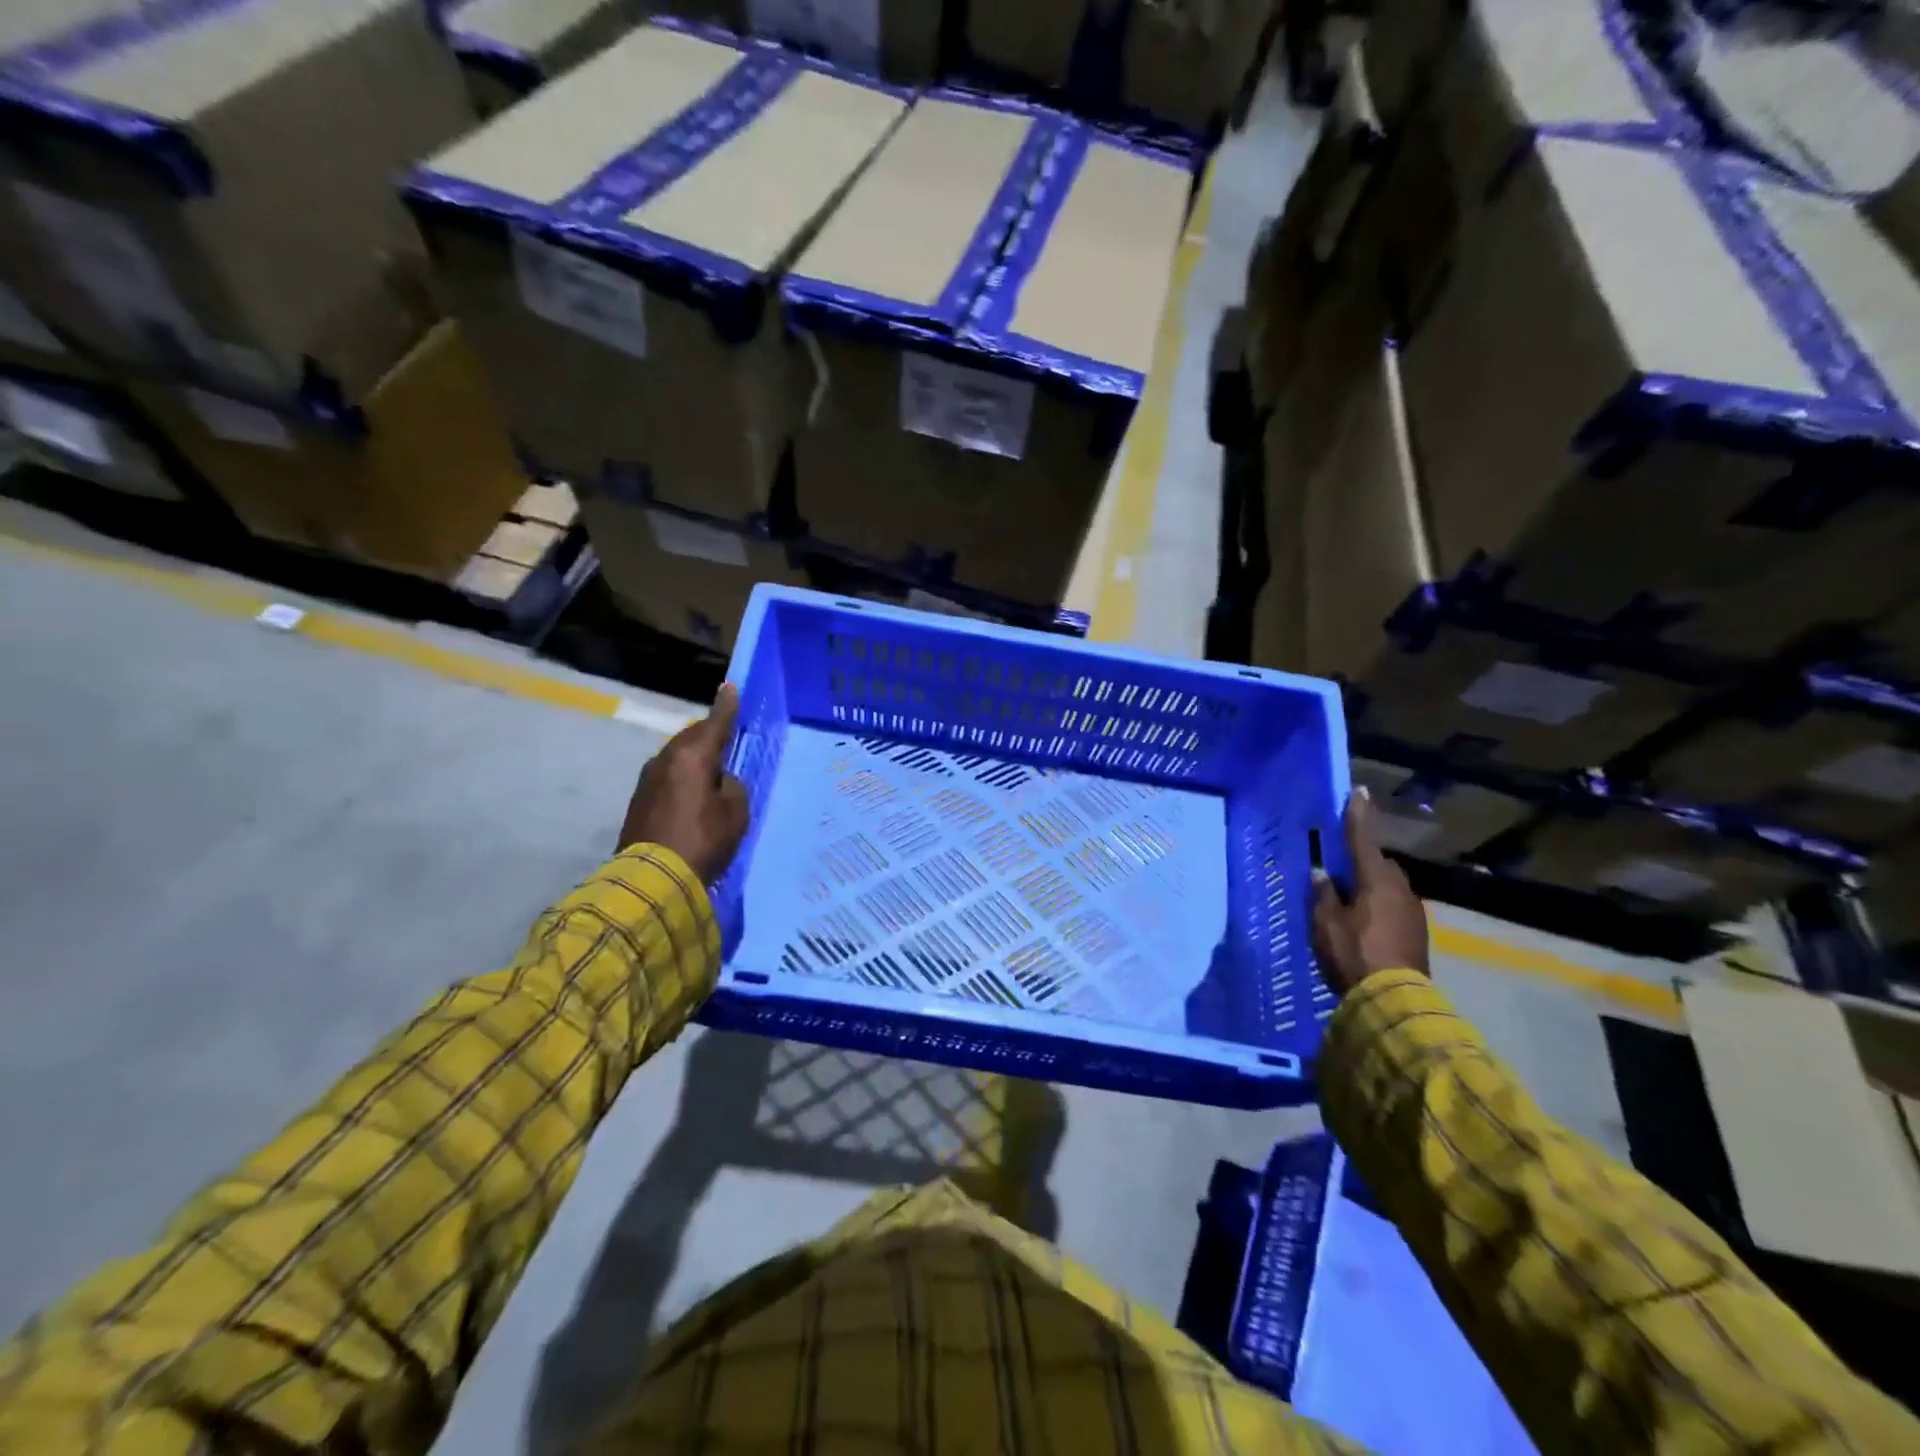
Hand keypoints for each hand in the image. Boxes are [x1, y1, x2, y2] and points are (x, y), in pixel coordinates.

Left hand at [617, 684, 748, 883]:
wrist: (653, 878)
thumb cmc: (702, 839)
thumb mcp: (735, 812)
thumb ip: (732, 787)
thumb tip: (719, 781)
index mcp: (693, 756)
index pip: (715, 723)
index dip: (726, 707)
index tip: (730, 687)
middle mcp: (666, 759)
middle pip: (693, 738)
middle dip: (710, 735)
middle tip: (727, 738)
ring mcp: (648, 779)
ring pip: (678, 757)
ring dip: (695, 759)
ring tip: (711, 769)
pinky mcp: (638, 800)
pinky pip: (668, 776)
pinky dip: (682, 777)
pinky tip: (692, 792)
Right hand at [1311, 789, 1428, 997]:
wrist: (1395, 1001)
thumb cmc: (1354, 953)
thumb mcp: (1325, 923)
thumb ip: (1324, 895)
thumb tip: (1323, 875)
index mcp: (1376, 880)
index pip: (1363, 839)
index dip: (1357, 815)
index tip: (1359, 791)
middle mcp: (1400, 889)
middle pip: (1379, 864)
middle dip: (1362, 861)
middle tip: (1339, 868)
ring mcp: (1413, 912)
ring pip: (1388, 887)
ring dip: (1370, 886)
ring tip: (1349, 898)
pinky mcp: (1417, 933)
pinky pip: (1393, 907)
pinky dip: (1378, 906)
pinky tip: (1363, 921)